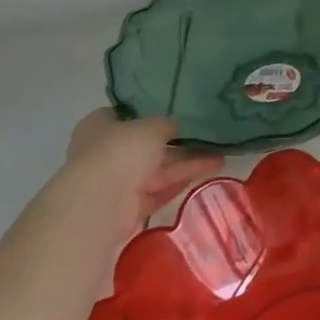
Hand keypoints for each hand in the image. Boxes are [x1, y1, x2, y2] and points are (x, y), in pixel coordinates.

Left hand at [63, 108, 223, 233]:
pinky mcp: (128, 208)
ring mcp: (116, 181)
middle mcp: (105, 152)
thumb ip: (167, 124)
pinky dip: (180, 183)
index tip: (177, 112)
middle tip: (208, 137)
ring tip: (220, 157)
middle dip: (176, 143)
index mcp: (99, 126)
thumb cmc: (120, 151)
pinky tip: (208, 173)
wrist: (99, 204)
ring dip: (187, 163)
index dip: (150, 112)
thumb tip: (176, 127)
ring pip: (156, 169)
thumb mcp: (152, 126)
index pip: (126, 114)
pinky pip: (159, 191)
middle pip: (145, 145)